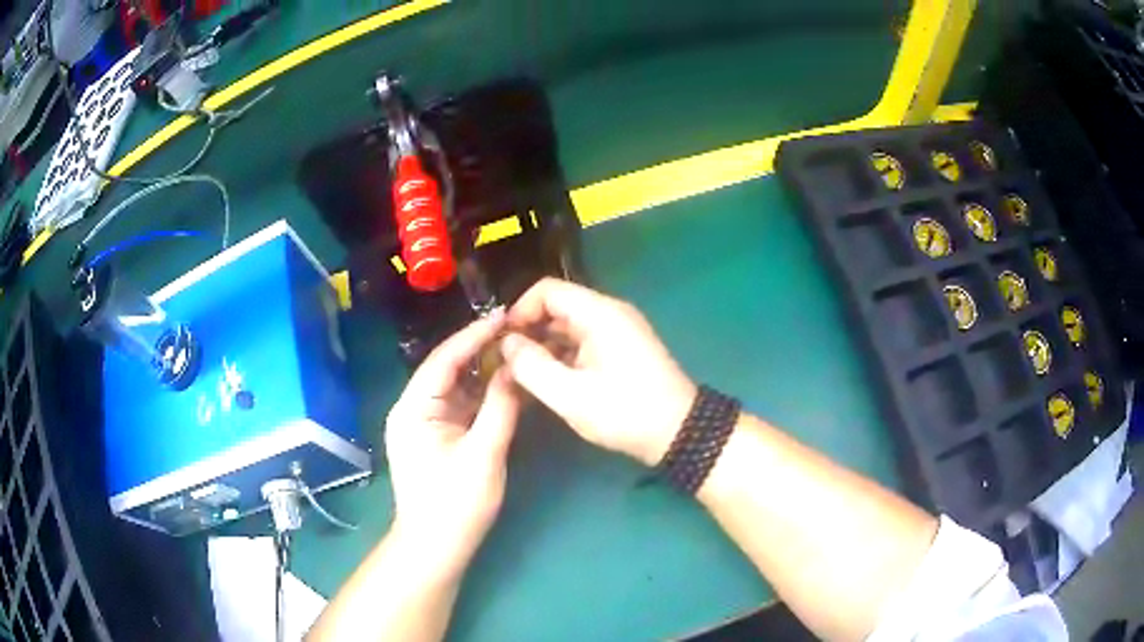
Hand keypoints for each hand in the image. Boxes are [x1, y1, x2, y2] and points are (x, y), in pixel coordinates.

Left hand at [384, 311, 519, 578]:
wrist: (436, 547)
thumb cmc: (455, 504)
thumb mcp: (483, 454)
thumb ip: (501, 407)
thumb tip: (515, 367)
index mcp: (413, 408)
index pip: (444, 359)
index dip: (474, 335)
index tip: (505, 315)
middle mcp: (413, 408)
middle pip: (448, 369)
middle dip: (481, 350)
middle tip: (517, 330)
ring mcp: (424, 423)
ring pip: (457, 387)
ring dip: (484, 371)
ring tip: (517, 350)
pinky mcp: (437, 437)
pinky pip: (461, 406)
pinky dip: (483, 395)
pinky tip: (507, 384)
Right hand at [500, 278, 695, 465]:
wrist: (679, 434)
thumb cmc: (625, 412)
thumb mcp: (571, 395)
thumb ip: (532, 366)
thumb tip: (506, 343)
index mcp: (599, 314)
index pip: (548, 290)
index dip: (519, 310)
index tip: (500, 340)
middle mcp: (609, 314)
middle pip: (557, 307)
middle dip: (527, 331)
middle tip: (503, 361)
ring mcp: (617, 332)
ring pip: (567, 328)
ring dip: (542, 347)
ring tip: (517, 374)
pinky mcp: (620, 351)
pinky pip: (582, 343)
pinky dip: (561, 357)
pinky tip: (544, 381)